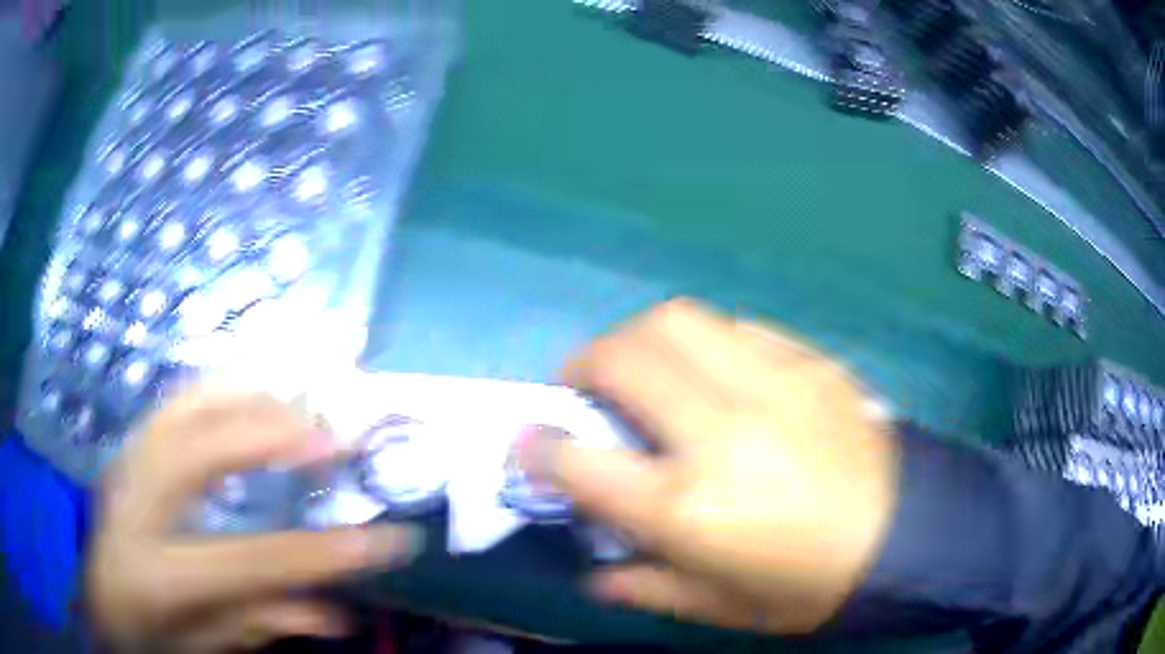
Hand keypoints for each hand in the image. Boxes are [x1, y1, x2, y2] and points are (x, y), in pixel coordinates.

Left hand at [87, 385, 423, 651]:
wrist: (98, 601)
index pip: (246, 561)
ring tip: (299, 379)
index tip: (386, 539)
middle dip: (266, 434)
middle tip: (330, 434)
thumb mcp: (204, 645)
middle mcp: (133, 504)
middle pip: (195, 451)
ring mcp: (126, 464)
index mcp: (153, 574)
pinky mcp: (128, 447)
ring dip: (244, 387)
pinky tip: (250, 365)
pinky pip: (173, 402)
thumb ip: (260, 624)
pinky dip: (214, 379)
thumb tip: (334, 614)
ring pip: (181, 408)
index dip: (318, 552)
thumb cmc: (148, 633)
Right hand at [525, 299, 899, 633]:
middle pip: (625, 357)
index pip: (580, 461)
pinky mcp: (811, 363)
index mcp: (691, 507)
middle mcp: (723, 431)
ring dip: (639, 338)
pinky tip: (712, 371)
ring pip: (679, 320)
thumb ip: (646, 585)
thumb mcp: (722, 607)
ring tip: (642, 368)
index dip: (538, 447)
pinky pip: (737, 327)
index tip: (530, 441)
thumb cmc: (810, 588)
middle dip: (584, 363)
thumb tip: (595, 571)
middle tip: (584, 386)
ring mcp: (774, 384)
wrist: (910, 539)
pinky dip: (703, 341)